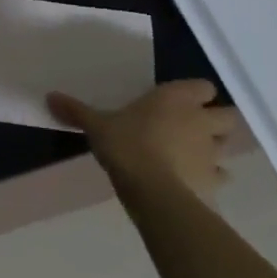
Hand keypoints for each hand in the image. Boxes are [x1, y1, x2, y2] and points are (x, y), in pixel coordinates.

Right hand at [48, 80, 240, 202]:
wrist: (153, 191)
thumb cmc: (127, 145)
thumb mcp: (96, 126)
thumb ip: (76, 111)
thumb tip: (49, 96)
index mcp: (175, 99)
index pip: (203, 86)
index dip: (195, 94)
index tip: (179, 102)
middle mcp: (200, 120)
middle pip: (227, 115)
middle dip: (215, 120)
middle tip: (192, 128)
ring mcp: (212, 151)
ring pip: (227, 145)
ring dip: (215, 148)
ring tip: (193, 155)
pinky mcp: (214, 180)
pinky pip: (221, 175)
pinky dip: (212, 177)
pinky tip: (194, 182)